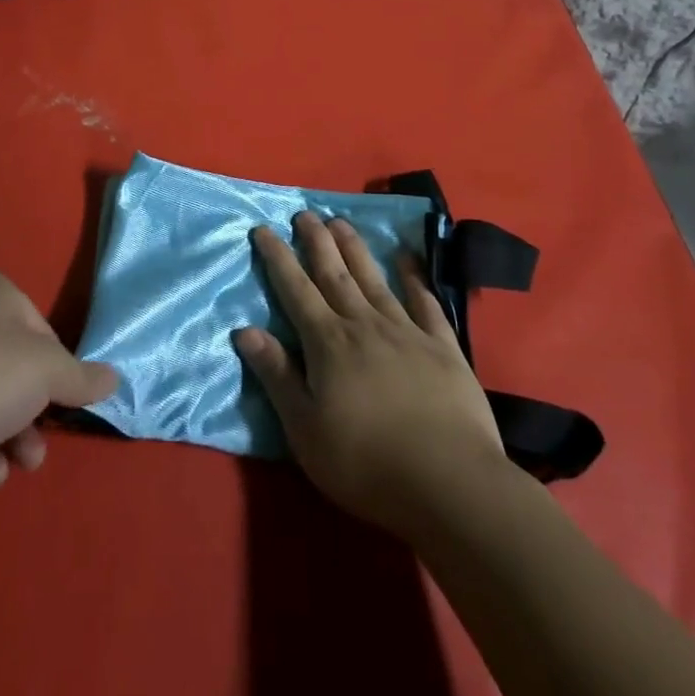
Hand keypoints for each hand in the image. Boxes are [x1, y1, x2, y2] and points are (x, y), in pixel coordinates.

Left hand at [0, 269, 117, 506]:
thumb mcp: (47, 374)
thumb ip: (83, 377)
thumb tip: (113, 378)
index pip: (42, 331)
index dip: (56, 372)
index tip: (59, 403)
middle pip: (15, 369)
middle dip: (33, 415)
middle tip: (38, 448)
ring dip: (9, 438)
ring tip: (14, 467)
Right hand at [234, 213, 510, 538]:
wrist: (449, 483)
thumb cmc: (365, 463)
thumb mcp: (305, 429)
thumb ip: (277, 376)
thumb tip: (245, 330)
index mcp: (329, 344)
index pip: (296, 291)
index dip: (278, 258)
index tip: (264, 229)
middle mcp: (365, 325)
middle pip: (335, 274)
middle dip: (316, 242)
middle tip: (305, 213)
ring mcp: (407, 332)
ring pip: (374, 279)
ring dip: (355, 249)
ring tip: (341, 222)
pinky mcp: (443, 347)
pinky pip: (425, 303)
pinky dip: (414, 279)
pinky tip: (407, 261)